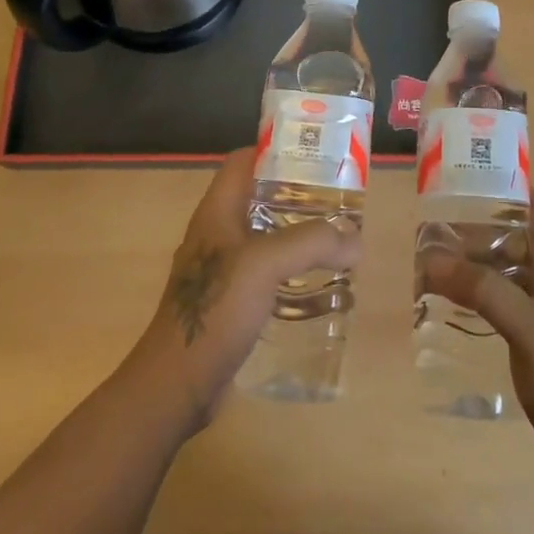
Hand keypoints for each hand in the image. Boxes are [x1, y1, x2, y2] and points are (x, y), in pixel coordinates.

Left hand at [127, 148, 360, 434]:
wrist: (178, 383)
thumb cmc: (216, 309)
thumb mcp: (265, 264)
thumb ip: (312, 243)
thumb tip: (355, 239)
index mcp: (216, 212)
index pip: (242, 162)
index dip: (274, 150)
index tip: (315, 154)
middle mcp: (216, 234)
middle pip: (258, 198)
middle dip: (297, 194)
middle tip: (337, 198)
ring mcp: (221, 270)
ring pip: (264, 237)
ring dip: (297, 235)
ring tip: (336, 238)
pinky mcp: (229, 302)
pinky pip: (265, 272)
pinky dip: (291, 270)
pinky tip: (318, 283)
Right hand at [420, 192, 533, 481]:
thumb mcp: (528, 327)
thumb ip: (483, 290)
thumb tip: (432, 259)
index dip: (507, 186)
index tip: (466, 177)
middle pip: (514, 232)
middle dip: (476, 222)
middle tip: (433, 220)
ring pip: (504, 263)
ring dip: (472, 256)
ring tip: (430, 254)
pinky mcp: (532, 329)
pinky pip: (500, 293)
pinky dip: (475, 286)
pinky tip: (447, 295)